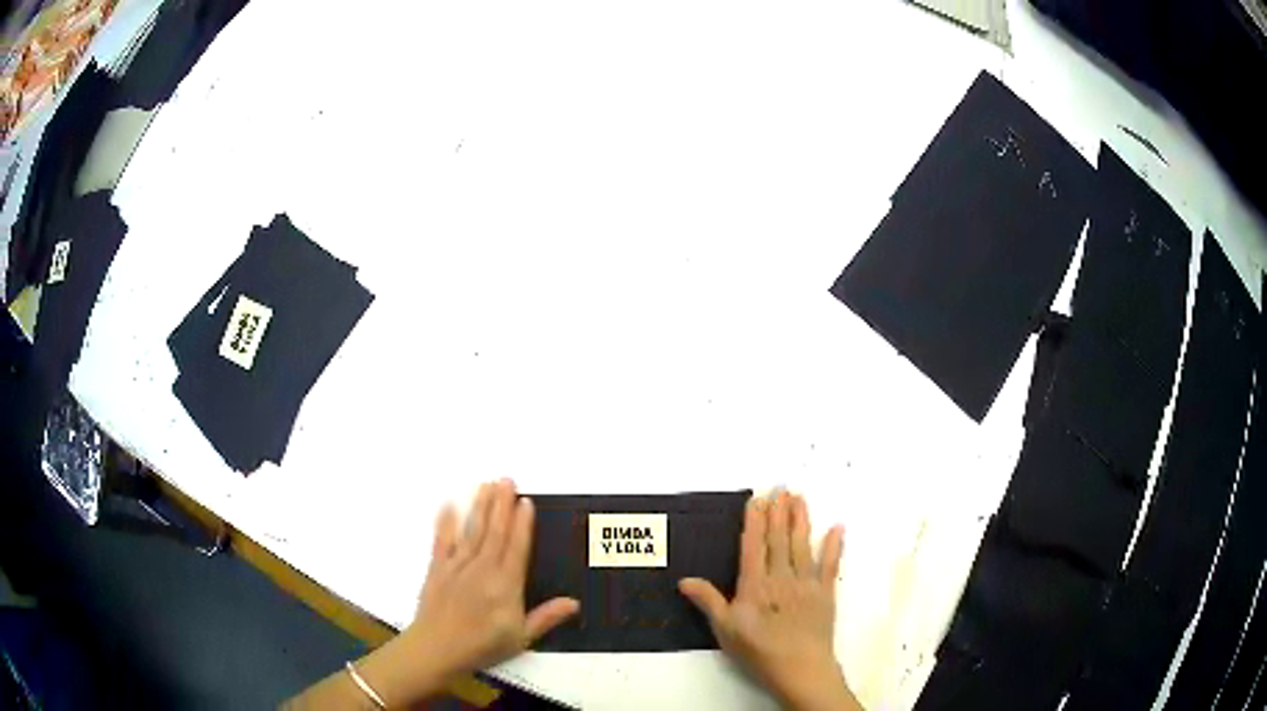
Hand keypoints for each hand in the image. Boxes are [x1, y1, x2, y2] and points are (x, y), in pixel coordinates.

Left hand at [355, 479, 578, 705]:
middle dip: (502, 504)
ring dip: (480, 507)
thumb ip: (546, 617)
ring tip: (486, 485)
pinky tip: (449, 505)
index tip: (527, 502)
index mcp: (506, 584)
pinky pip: (442, 541)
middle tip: (507, 480)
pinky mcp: (437, 568)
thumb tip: (574, 602)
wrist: (437, 648)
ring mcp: (458, 566)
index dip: (523, 524)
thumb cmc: (482, 645)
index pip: (517, 547)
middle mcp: (483, 568)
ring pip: (472, 530)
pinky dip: (446, 522)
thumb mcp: (521, 637)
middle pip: (495, 531)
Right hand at [679, 491, 860, 710]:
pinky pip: (830, 565)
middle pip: (779, 540)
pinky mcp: (825, 593)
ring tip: (799, 498)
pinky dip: (834, 546)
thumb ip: (708, 601)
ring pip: (802, 545)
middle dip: (779, 513)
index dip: (755, 522)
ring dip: (801, 520)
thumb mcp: (725, 629)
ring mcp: (806, 584)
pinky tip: (837, 528)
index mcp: (755, 585)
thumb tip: (684, 580)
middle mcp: (781, 578)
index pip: (754, 546)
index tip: (757, 499)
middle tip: (781, 487)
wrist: (800, 668)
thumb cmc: (759, 650)